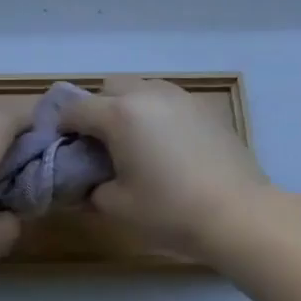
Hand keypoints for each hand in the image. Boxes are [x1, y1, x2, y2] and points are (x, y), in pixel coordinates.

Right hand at [59, 77, 277, 263]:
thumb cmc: (170, 210)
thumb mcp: (117, 207)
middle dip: (97, 109)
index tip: (65, 148)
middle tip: (101, 144)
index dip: (63, 126)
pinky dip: (156, 114)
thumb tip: (88, 183)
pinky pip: (167, 100)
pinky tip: (167, 146)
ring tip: (136, 143)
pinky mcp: (203, 106)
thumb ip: (91, 189)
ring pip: (141, 88)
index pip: (76, 108)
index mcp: (119, 114)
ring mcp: (179, 96)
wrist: (237, 213)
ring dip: (128, 107)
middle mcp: (147, 94)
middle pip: (109, 87)